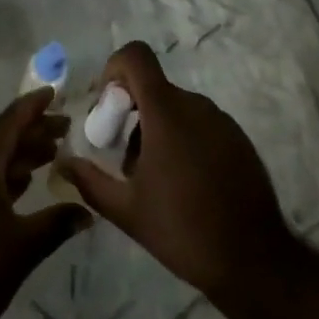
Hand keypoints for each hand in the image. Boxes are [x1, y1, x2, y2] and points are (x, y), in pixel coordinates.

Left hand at [0, 88, 91, 318]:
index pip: (9, 124)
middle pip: (3, 140)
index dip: (32, 107)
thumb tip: (88, 211)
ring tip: (52, 153)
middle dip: (33, 131)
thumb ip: (56, 223)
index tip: (53, 92)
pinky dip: (8, 176)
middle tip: (65, 127)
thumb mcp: (24, 246)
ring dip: (22, 154)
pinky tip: (25, 184)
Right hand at [55, 42, 290, 296]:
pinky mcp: (239, 140)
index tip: (108, 107)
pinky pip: (200, 124)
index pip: (136, 56)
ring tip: (153, 177)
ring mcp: (221, 121)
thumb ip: (90, 181)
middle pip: (152, 88)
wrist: (256, 262)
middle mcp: (195, 105)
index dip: (114, 69)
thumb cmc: (184, 230)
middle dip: (130, 112)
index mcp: (166, 111)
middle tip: (123, 156)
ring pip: (175, 107)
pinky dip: (182, 139)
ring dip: (156, 128)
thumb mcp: (127, 210)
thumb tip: (63, 163)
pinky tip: (183, 184)